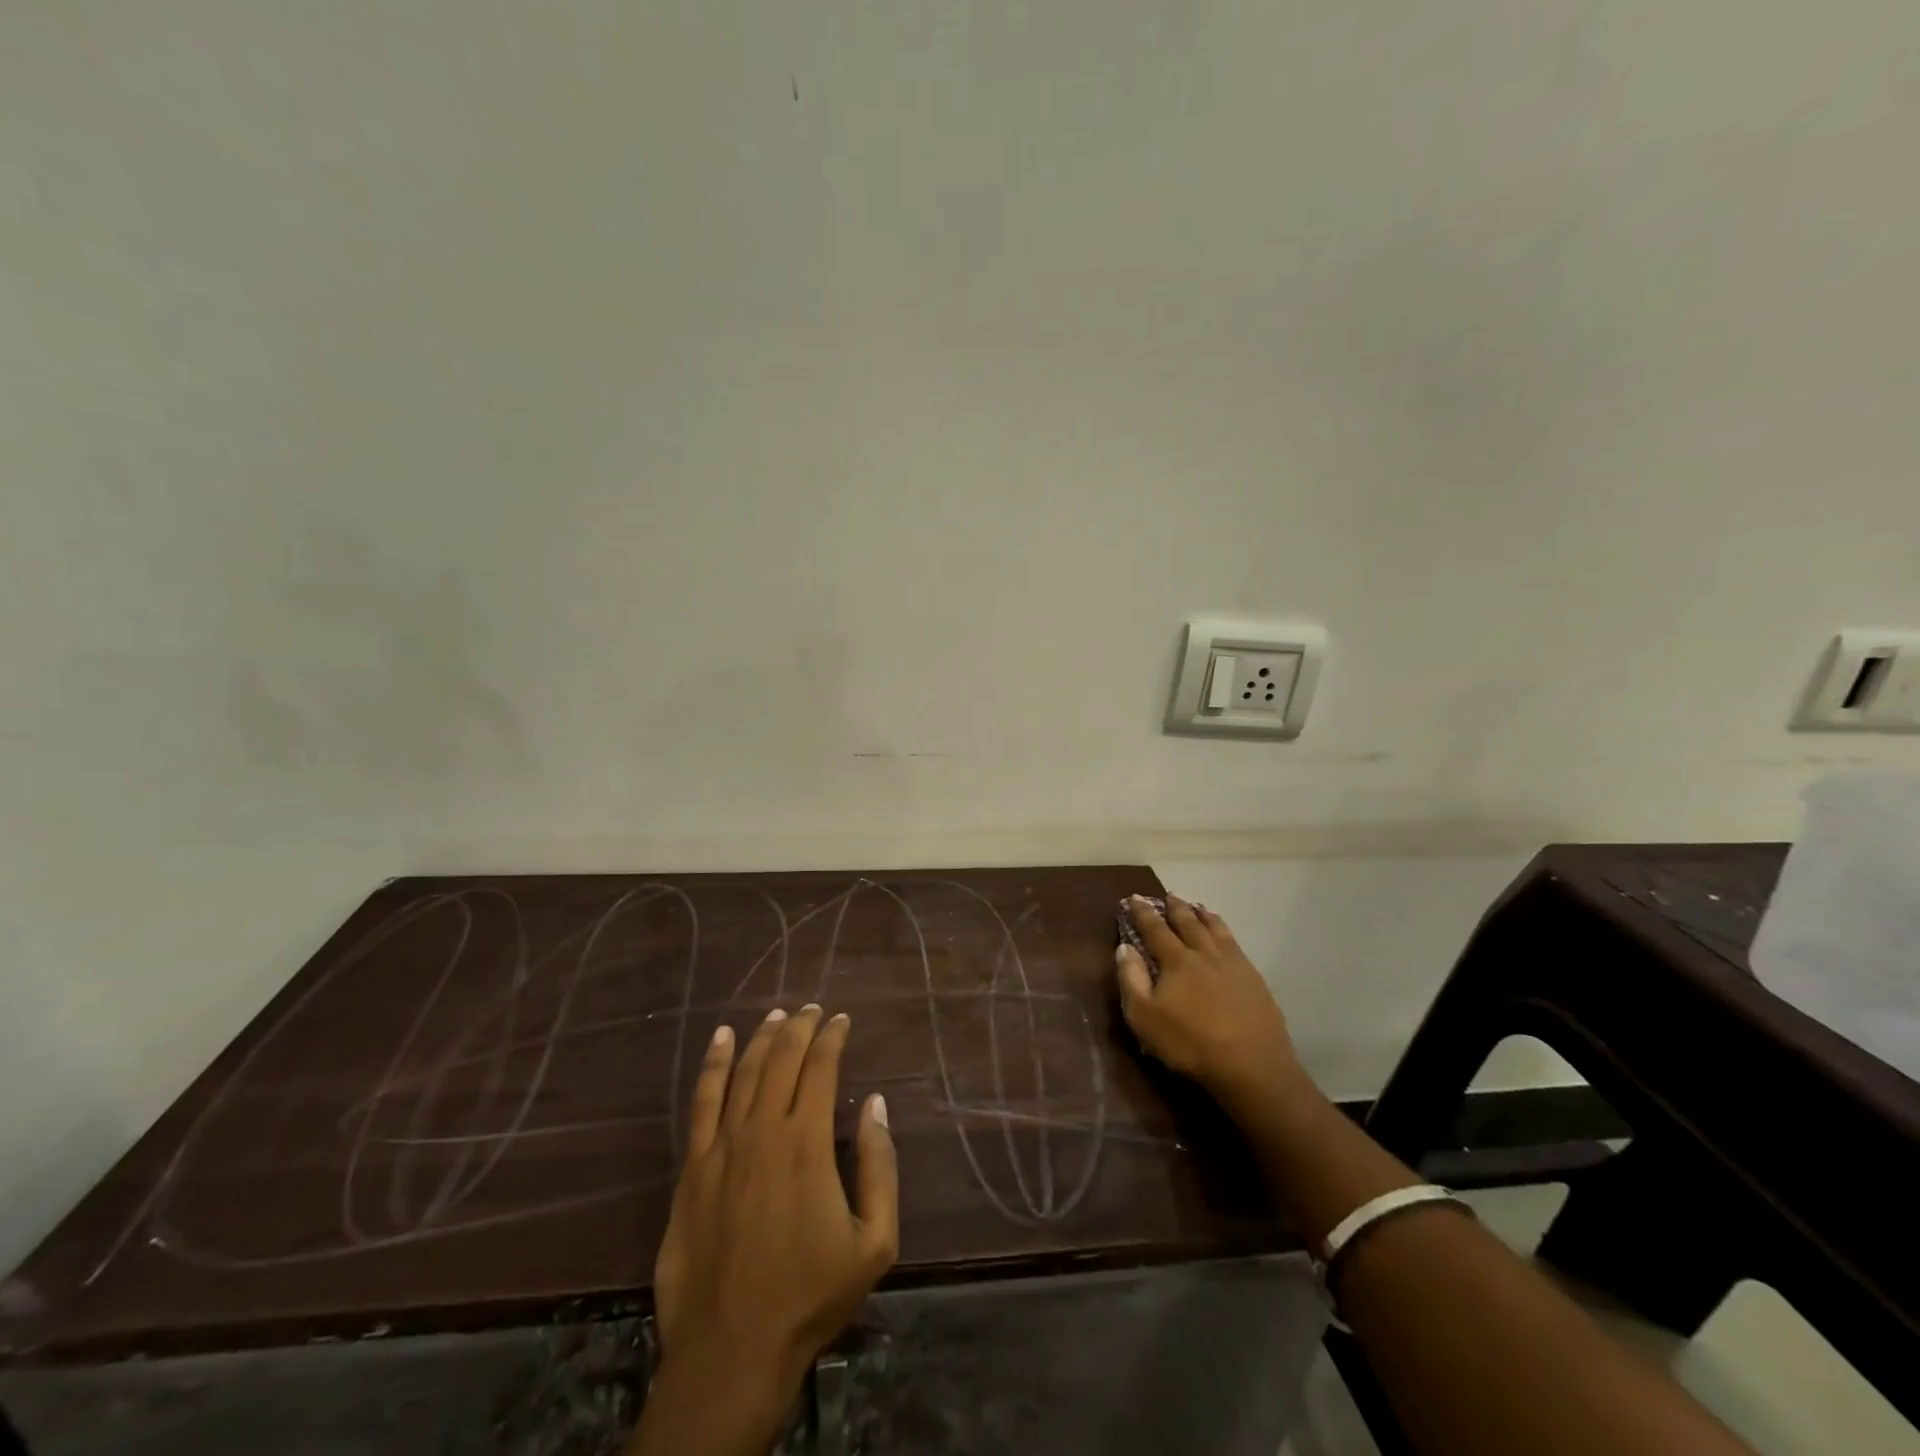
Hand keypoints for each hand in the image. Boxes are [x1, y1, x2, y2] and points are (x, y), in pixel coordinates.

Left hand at [634, 1005, 897, 1455]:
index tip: (842, 1020)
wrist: (731, 1351)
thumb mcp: (873, 1242)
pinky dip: (713, 1064)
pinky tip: (722, 1039)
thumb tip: (875, 1105)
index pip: (820, 1068)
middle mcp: (762, 1131)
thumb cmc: (810, 1296)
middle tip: (813, 1008)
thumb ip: (879, 1166)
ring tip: (777, 1015)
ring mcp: (721, 1147)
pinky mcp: (692, 1168)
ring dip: (762, 1037)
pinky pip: (702, 1102)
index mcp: (806, 1144)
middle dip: (800, 1027)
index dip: (832, 1037)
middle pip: (781, 1059)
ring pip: (744, 1072)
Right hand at [1115, 895, 1304, 1116]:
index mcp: (1177, 960)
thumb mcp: (1145, 1017)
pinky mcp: (1254, 979)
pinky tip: (1225, 936)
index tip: (1134, 898)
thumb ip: (1132, 979)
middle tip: (1168, 895)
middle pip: (1188, 923)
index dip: (1143, 912)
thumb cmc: (1190, 1044)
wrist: (1252, 1067)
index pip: (1155, 929)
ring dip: (1203, 915)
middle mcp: (1205, 953)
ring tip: (1197, 906)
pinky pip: (1235, 944)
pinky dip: (1224, 931)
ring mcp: (1234, 964)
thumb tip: (1125, 947)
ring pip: (1216, 929)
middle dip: (1175, 907)